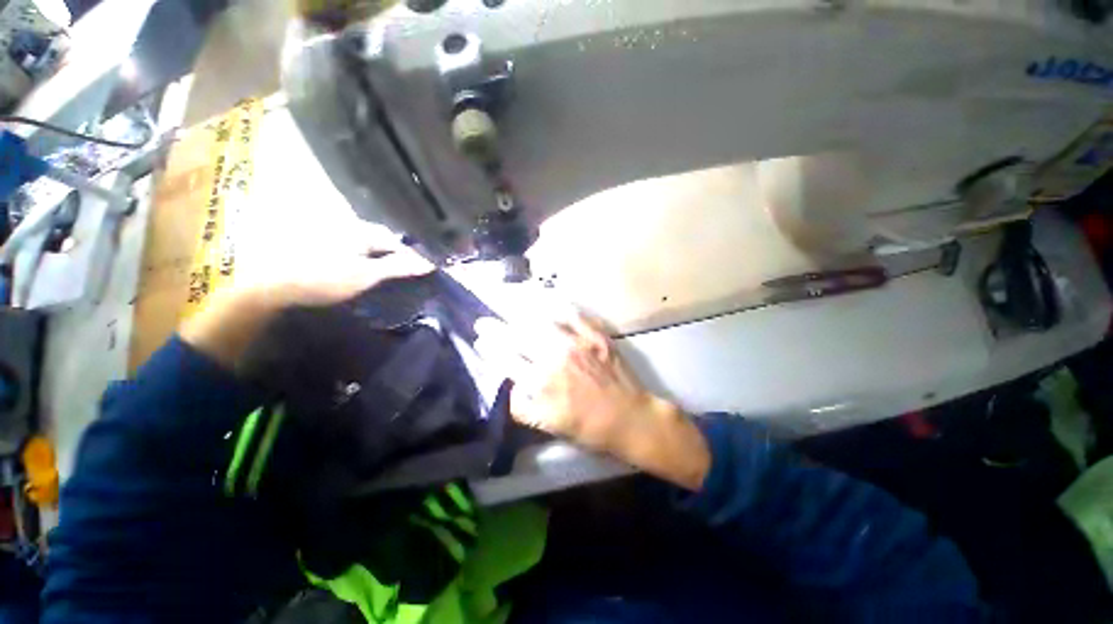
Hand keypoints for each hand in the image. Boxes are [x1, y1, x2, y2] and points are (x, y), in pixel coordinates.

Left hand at [236, 220, 433, 307]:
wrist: (275, 285)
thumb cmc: (325, 279)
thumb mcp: (367, 275)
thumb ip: (398, 267)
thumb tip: (429, 263)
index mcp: (361, 230)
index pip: (396, 241)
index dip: (411, 255)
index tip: (425, 268)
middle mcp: (348, 224)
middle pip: (381, 237)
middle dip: (396, 250)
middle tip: (407, 267)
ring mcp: (332, 231)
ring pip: (366, 239)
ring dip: (379, 251)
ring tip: (388, 264)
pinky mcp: (320, 239)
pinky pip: (352, 243)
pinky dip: (363, 252)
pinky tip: (362, 261)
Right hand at [476, 313, 711, 489]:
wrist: (630, 418)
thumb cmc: (588, 427)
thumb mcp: (548, 425)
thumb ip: (523, 407)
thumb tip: (509, 386)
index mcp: (541, 383)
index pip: (505, 360)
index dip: (489, 349)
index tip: (480, 341)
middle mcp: (553, 358)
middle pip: (516, 337)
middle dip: (495, 328)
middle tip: (482, 322)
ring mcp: (576, 343)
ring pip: (539, 322)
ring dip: (518, 313)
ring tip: (505, 305)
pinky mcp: (595, 335)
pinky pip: (572, 314)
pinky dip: (556, 305)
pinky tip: (544, 300)